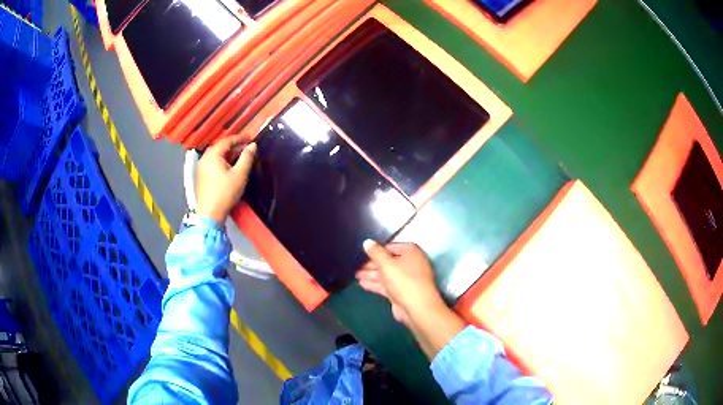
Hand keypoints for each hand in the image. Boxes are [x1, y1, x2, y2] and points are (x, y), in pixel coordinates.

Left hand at [196, 136, 256, 223]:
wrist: (210, 214)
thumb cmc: (225, 193)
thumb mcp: (240, 174)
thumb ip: (247, 158)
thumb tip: (252, 146)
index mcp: (212, 156)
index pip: (227, 141)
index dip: (239, 138)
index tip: (250, 138)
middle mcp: (204, 159)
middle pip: (220, 147)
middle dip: (233, 146)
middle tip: (246, 148)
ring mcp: (201, 169)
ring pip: (216, 156)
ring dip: (228, 155)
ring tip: (240, 158)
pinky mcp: (201, 178)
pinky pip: (212, 164)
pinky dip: (222, 162)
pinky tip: (229, 169)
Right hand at [358, 241, 465, 359]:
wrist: (417, 308)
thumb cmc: (403, 280)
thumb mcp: (386, 264)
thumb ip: (375, 252)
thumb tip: (367, 242)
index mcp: (410, 252)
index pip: (390, 247)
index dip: (375, 250)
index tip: (361, 252)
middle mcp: (410, 263)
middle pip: (387, 261)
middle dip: (371, 264)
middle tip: (355, 265)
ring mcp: (406, 279)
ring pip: (386, 274)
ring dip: (371, 274)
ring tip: (355, 275)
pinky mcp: (401, 292)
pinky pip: (386, 285)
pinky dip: (375, 284)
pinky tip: (362, 284)